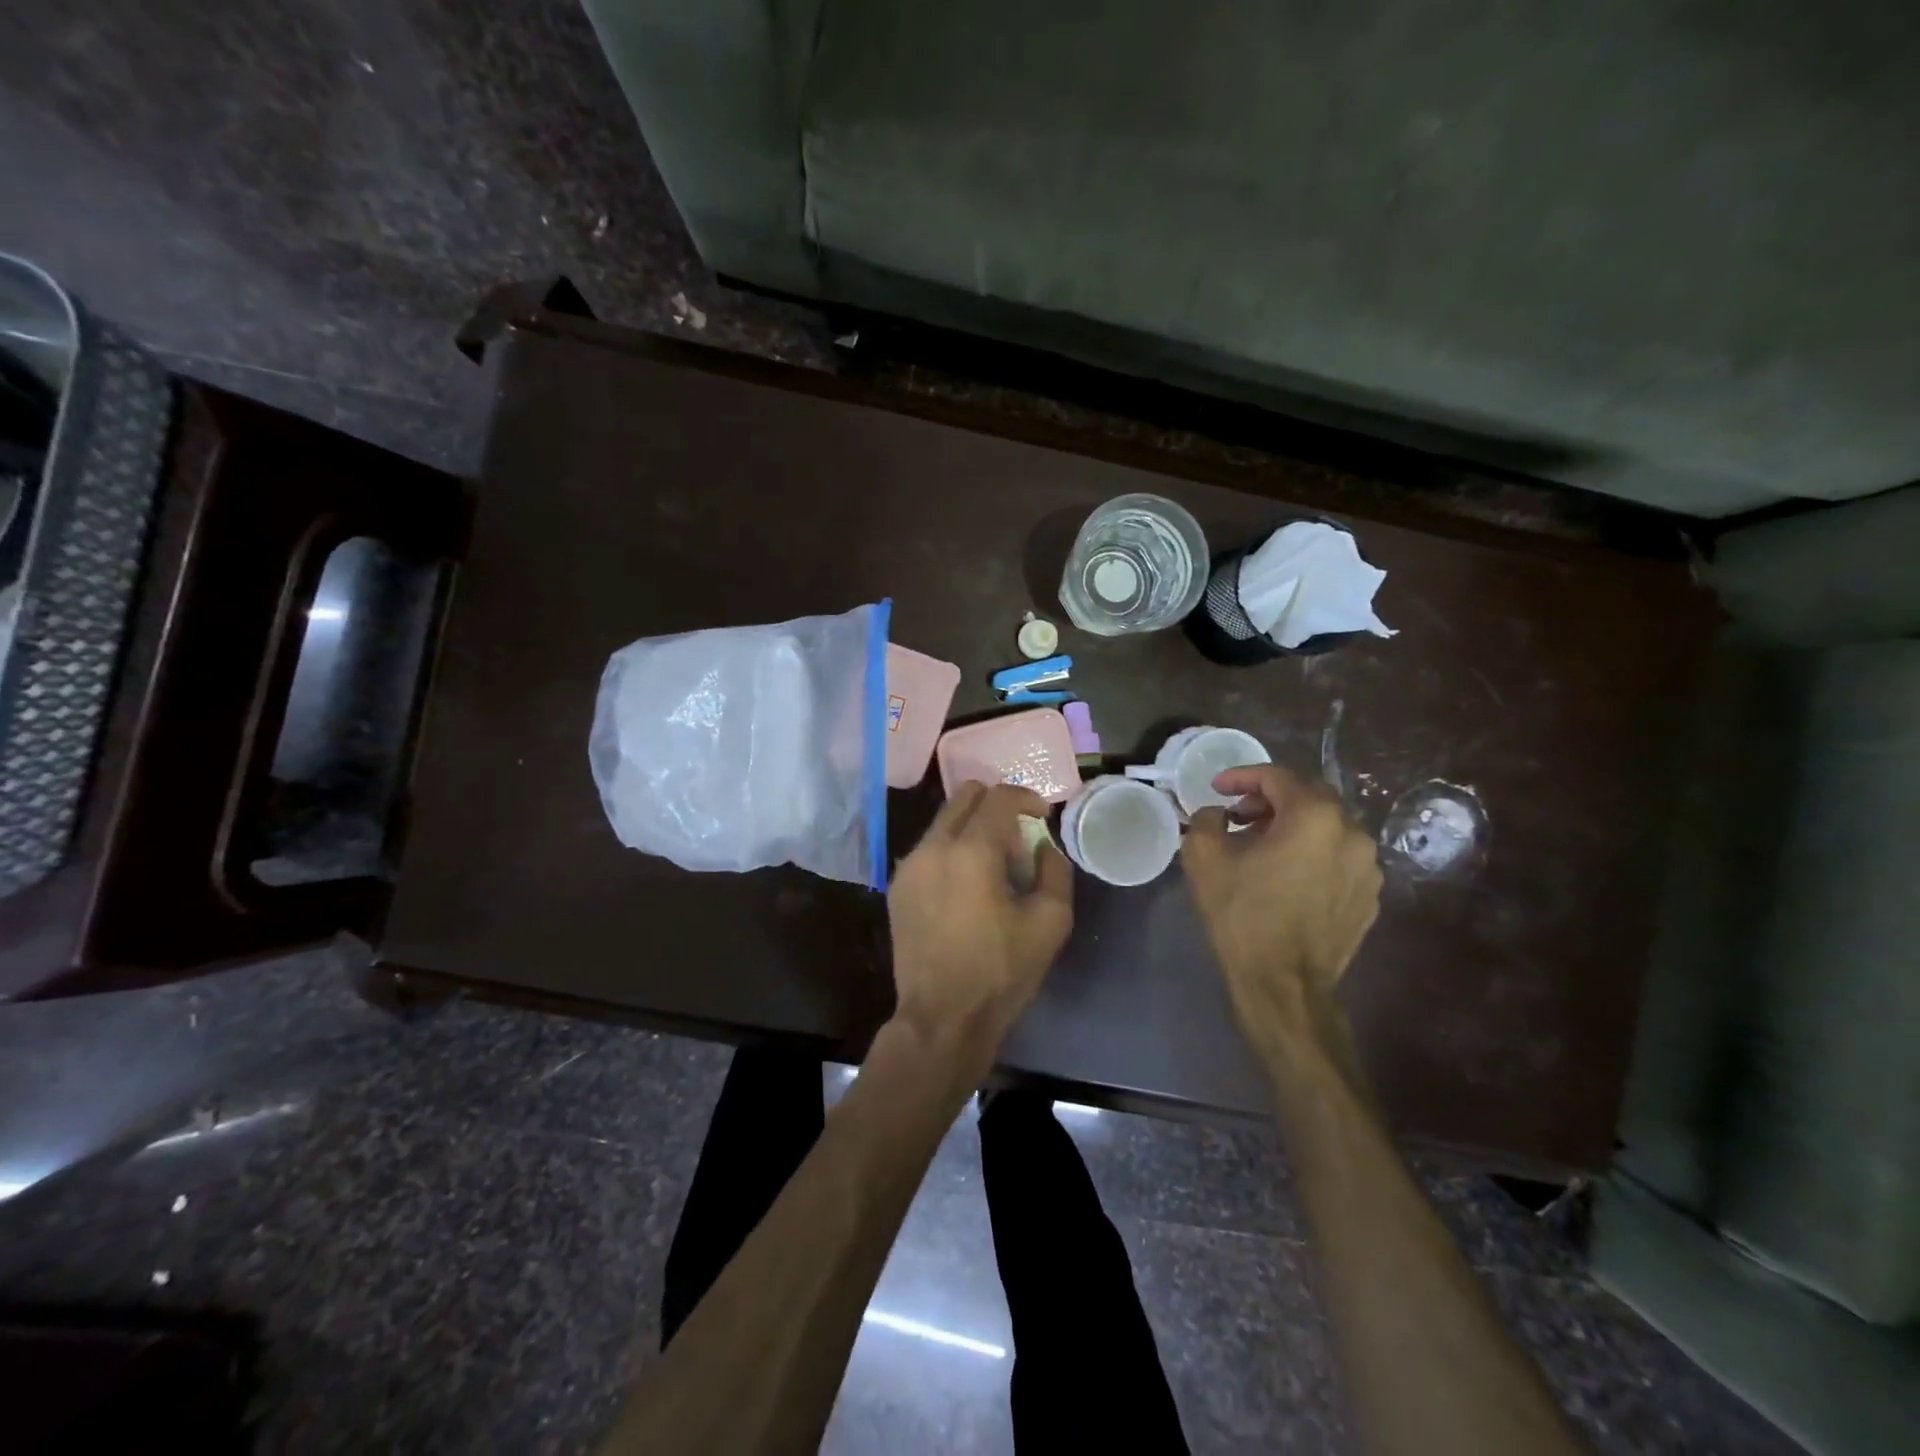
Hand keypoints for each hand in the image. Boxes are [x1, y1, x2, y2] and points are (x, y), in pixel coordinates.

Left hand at [887, 782, 1073, 1058]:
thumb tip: (1043, 847)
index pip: (999, 797)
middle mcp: (933, 847)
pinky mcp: (898, 886)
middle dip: (996, 805)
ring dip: (973, 828)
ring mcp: (909, 866)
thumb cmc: (1001, 971)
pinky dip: (952, 850)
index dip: (1027, 797)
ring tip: (993, 868)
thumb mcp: (1050, 922)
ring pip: (943, 821)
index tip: (1042, 815)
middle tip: (1017, 839)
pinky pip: (929, 848)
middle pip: (964, 796)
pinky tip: (967, 887)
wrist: (942, 1018)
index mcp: (971, 851)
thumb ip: (1055, 871)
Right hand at [1182, 764, 1381, 1056]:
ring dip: (1291, 827)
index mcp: (1315, 816)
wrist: (1283, 985)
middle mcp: (1352, 833)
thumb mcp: (1204, 857)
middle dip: (1269, 800)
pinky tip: (1284, 876)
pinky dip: (1310, 855)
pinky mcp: (1369, 897)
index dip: (1242, 777)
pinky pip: (1337, 859)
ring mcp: (1368, 868)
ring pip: (1326, 829)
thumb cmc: (1242, 914)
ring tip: (1259, 847)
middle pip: (1308, 798)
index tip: (1216, 788)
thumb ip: (1207, 819)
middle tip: (1237, 815)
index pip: (1277, 777)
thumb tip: (1217, 815)